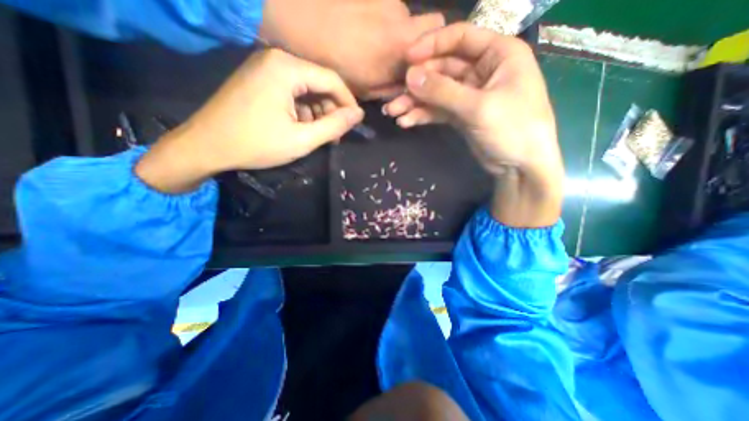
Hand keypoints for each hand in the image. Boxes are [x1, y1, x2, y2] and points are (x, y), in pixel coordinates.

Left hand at [140, 48, 365, 192]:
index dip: (348, 102)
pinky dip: (302, 110)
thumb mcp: (302, 139)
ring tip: (318, 135)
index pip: (331, 80)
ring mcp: (265, 67)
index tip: (355, 123)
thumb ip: (334, 126)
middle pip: (319, 82)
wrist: (206, 146)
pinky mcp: (259, 79)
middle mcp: (276, 59)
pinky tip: (301, 127)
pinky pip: (292, 91)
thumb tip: (358, 115)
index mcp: (287, 68)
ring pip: (307, 88)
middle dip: (331, 109)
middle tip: (335, 135)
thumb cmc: (256, 144)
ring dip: (317, 112)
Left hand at [259, 1, 440, 97]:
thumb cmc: (327, 63)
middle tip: (401, 60)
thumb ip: (388, 89)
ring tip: (375, 47)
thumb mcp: (360, 90)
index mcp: (400, 46)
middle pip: (431, 25)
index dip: (431, 63)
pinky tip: (365, 30)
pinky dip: (385, 21)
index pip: (438, 48)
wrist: (292, 16)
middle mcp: (400, 15)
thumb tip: (404, 85)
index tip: (418, 74)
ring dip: (399, 33)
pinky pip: (389, 6)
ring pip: (408, 16)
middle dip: (423, 44)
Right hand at [386, 23, 561, 226]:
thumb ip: (442, 91)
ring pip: (437, 92)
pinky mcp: (461, 115)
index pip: (460, 39)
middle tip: (394, 97)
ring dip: (415, 102)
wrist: (520, 166)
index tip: (406, 59)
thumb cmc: (513, 129)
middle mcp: (483, 70)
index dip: (431, 46)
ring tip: (393, 113)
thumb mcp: (478, 107)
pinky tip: (406, 122)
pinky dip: (423, 115)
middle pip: (443, 69)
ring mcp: (470, 95)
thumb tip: (409, 76)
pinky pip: (438, 110)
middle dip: (417, 84)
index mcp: (498, 54)